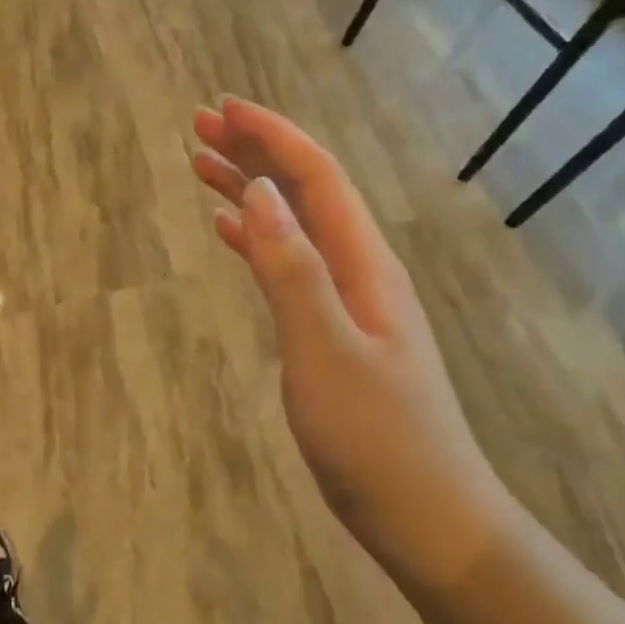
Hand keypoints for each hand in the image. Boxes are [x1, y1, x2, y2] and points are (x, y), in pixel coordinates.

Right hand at [192, 97, 513, 587]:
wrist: (424, 513)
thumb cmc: (374, 436)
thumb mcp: (324, 350)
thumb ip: (291, 269)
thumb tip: (258, 193)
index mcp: (363, 265)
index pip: (315, 179)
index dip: (271, 137)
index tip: (222, 110)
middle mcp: (359, 270)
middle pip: (305, 192)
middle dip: (256, 152)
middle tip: (200, 127)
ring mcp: (348, 301)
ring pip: (294, 225)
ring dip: (252, 190)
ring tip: (203, 166)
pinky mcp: (333, 330)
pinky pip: (289, 264)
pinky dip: (257, 239)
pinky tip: (229, 234)